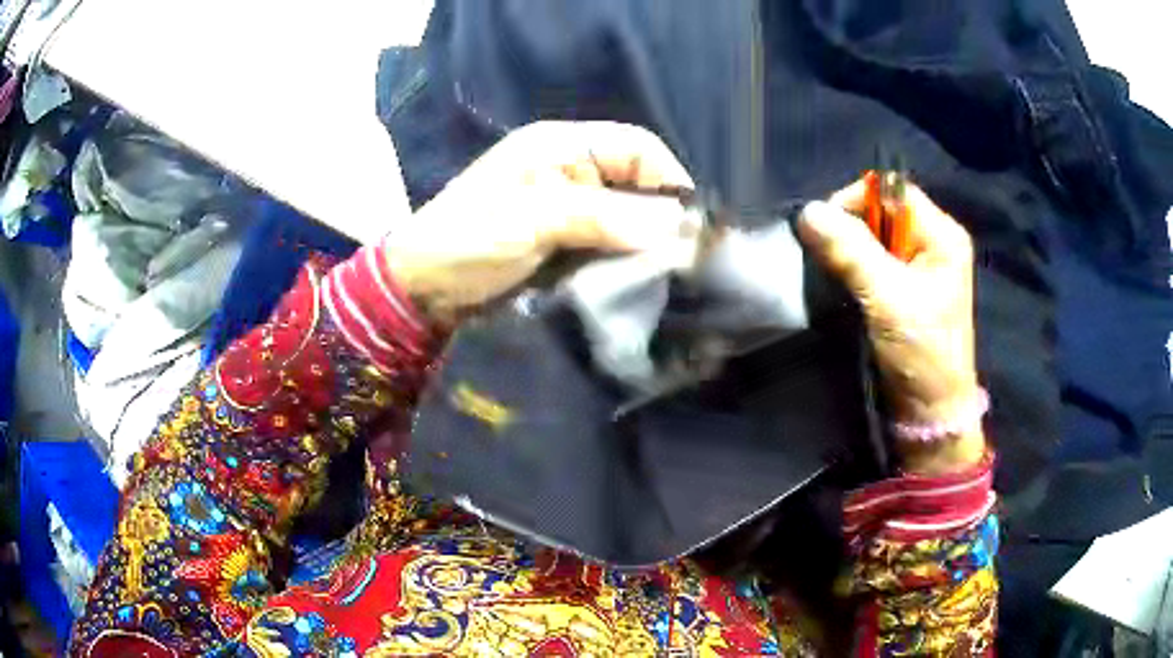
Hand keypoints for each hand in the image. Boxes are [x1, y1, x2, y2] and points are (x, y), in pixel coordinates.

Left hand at [384, 121, 699, 326]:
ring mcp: (569, 205)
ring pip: (628, 215)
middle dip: (660, 215)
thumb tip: (677, 225)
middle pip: (637, 181)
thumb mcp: (535, 220)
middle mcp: (572, 168)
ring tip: (663, 272)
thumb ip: (604, 217)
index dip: (669, 179)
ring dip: (644, 241)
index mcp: (562, 145)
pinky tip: (635, 277)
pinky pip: (609, 241)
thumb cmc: (470, 238)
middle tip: (681, 256)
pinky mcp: (565, 238)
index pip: (637, 147)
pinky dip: (624, 257)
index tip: (690, 224)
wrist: (425, 285)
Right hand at [798, 180, 984, 473]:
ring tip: (832, 273)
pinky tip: (842, 285)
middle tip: (827, 256)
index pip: (891, 191)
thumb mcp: (887, 299)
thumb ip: (851, 251)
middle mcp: (933, 243)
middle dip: (850, 229)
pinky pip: (873, 261)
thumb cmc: (920, 354)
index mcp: (942, 235)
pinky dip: (853, 268)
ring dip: (848, 251)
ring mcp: (920, 267)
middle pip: (881, 212)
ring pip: (873, 238)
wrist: (930, 413)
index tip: (827, 230)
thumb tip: (807, 212)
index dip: (856, 201)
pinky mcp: (906, 289)